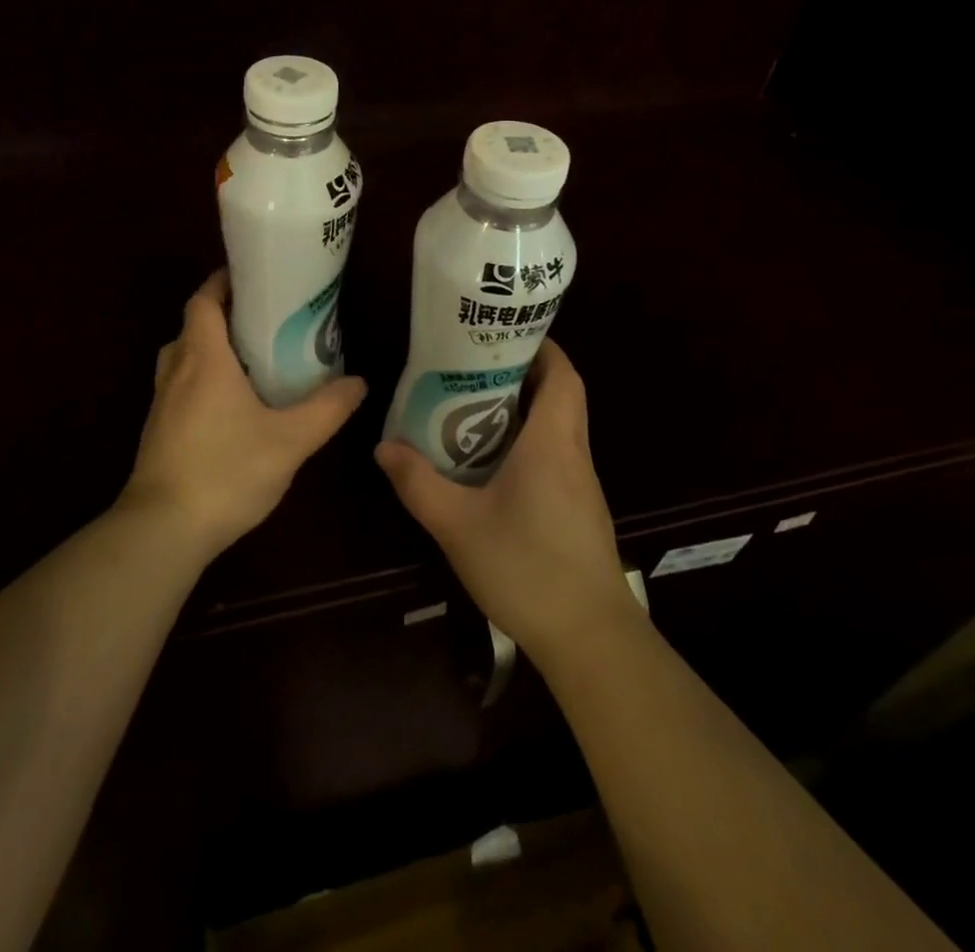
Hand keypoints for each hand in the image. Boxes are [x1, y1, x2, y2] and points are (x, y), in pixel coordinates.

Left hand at [121, 270, 367, 559]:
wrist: (163, 530)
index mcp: (203, 358)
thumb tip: (359, 382)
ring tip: (250, 358)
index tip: (253, 277)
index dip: (223, 282)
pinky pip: (179, 386)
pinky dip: (202, 379)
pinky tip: (231, 405)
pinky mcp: (158, 430)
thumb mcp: (290, 441)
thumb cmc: (226, 471)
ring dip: (210, 348)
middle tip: (264, 320)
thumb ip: (327, 409)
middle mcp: (176, 371)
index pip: (203, 301)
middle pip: (193, 325)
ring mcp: (161, 402)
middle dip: (223, 315)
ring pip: (183, 357)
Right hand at [375, 340, 637, 661]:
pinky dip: (530, 443)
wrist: (590, 639)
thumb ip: (418, 482)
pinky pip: (557, 457)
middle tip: (475, 367)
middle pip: (561, 395)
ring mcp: (581, 485)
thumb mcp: (458, 524)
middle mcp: (574, 454)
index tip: (505, 335)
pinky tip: (493, 465)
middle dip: (524, 373)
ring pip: (560, 427)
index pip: (562, 375)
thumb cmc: (527, 567)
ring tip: (474, 407)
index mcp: (553, 442)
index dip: (542, 347)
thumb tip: (383, 447)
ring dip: (525, 410)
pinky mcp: (580, 511)